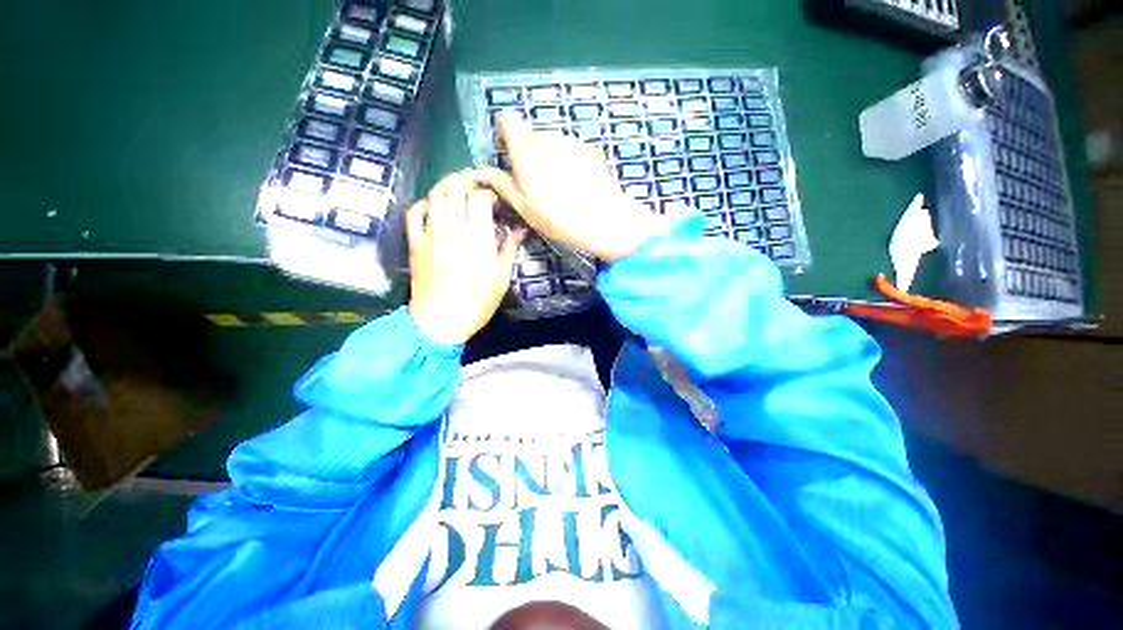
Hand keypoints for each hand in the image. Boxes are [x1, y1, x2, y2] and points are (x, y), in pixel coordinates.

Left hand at [407, 172, 525, 344]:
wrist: (439, 324)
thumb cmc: (476, 305)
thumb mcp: (501, 280)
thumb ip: (509, 250)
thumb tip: (520, 229)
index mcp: (477, 243)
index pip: (480, 200)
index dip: (490, 193)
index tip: (498, 201)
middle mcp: (453, 233)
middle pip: (455, 189)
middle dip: (468, 179)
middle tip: (479, 183)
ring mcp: (430, 237)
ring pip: (435, 196)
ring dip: (448, 184)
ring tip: (460, 185)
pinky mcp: (415, 244)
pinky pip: (414, 213)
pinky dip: (425, 202)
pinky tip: (435, 204)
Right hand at [475, 116, 665, 262]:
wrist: (602, 219)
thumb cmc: (557, 217)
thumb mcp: (524, 207)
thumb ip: (502, 185)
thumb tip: (482, 172)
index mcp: (525, 150)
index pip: (508, 120)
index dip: (505, 133)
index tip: (507, 153)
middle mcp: (547, 137)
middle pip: (532, 135)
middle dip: (529, 154)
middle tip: (535, 185)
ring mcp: (572, 142)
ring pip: (553, 143)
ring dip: (550, 158)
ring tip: (559, 189)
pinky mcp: (590, 150)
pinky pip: (572, 151)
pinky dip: (569, 162)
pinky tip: (577, 186)